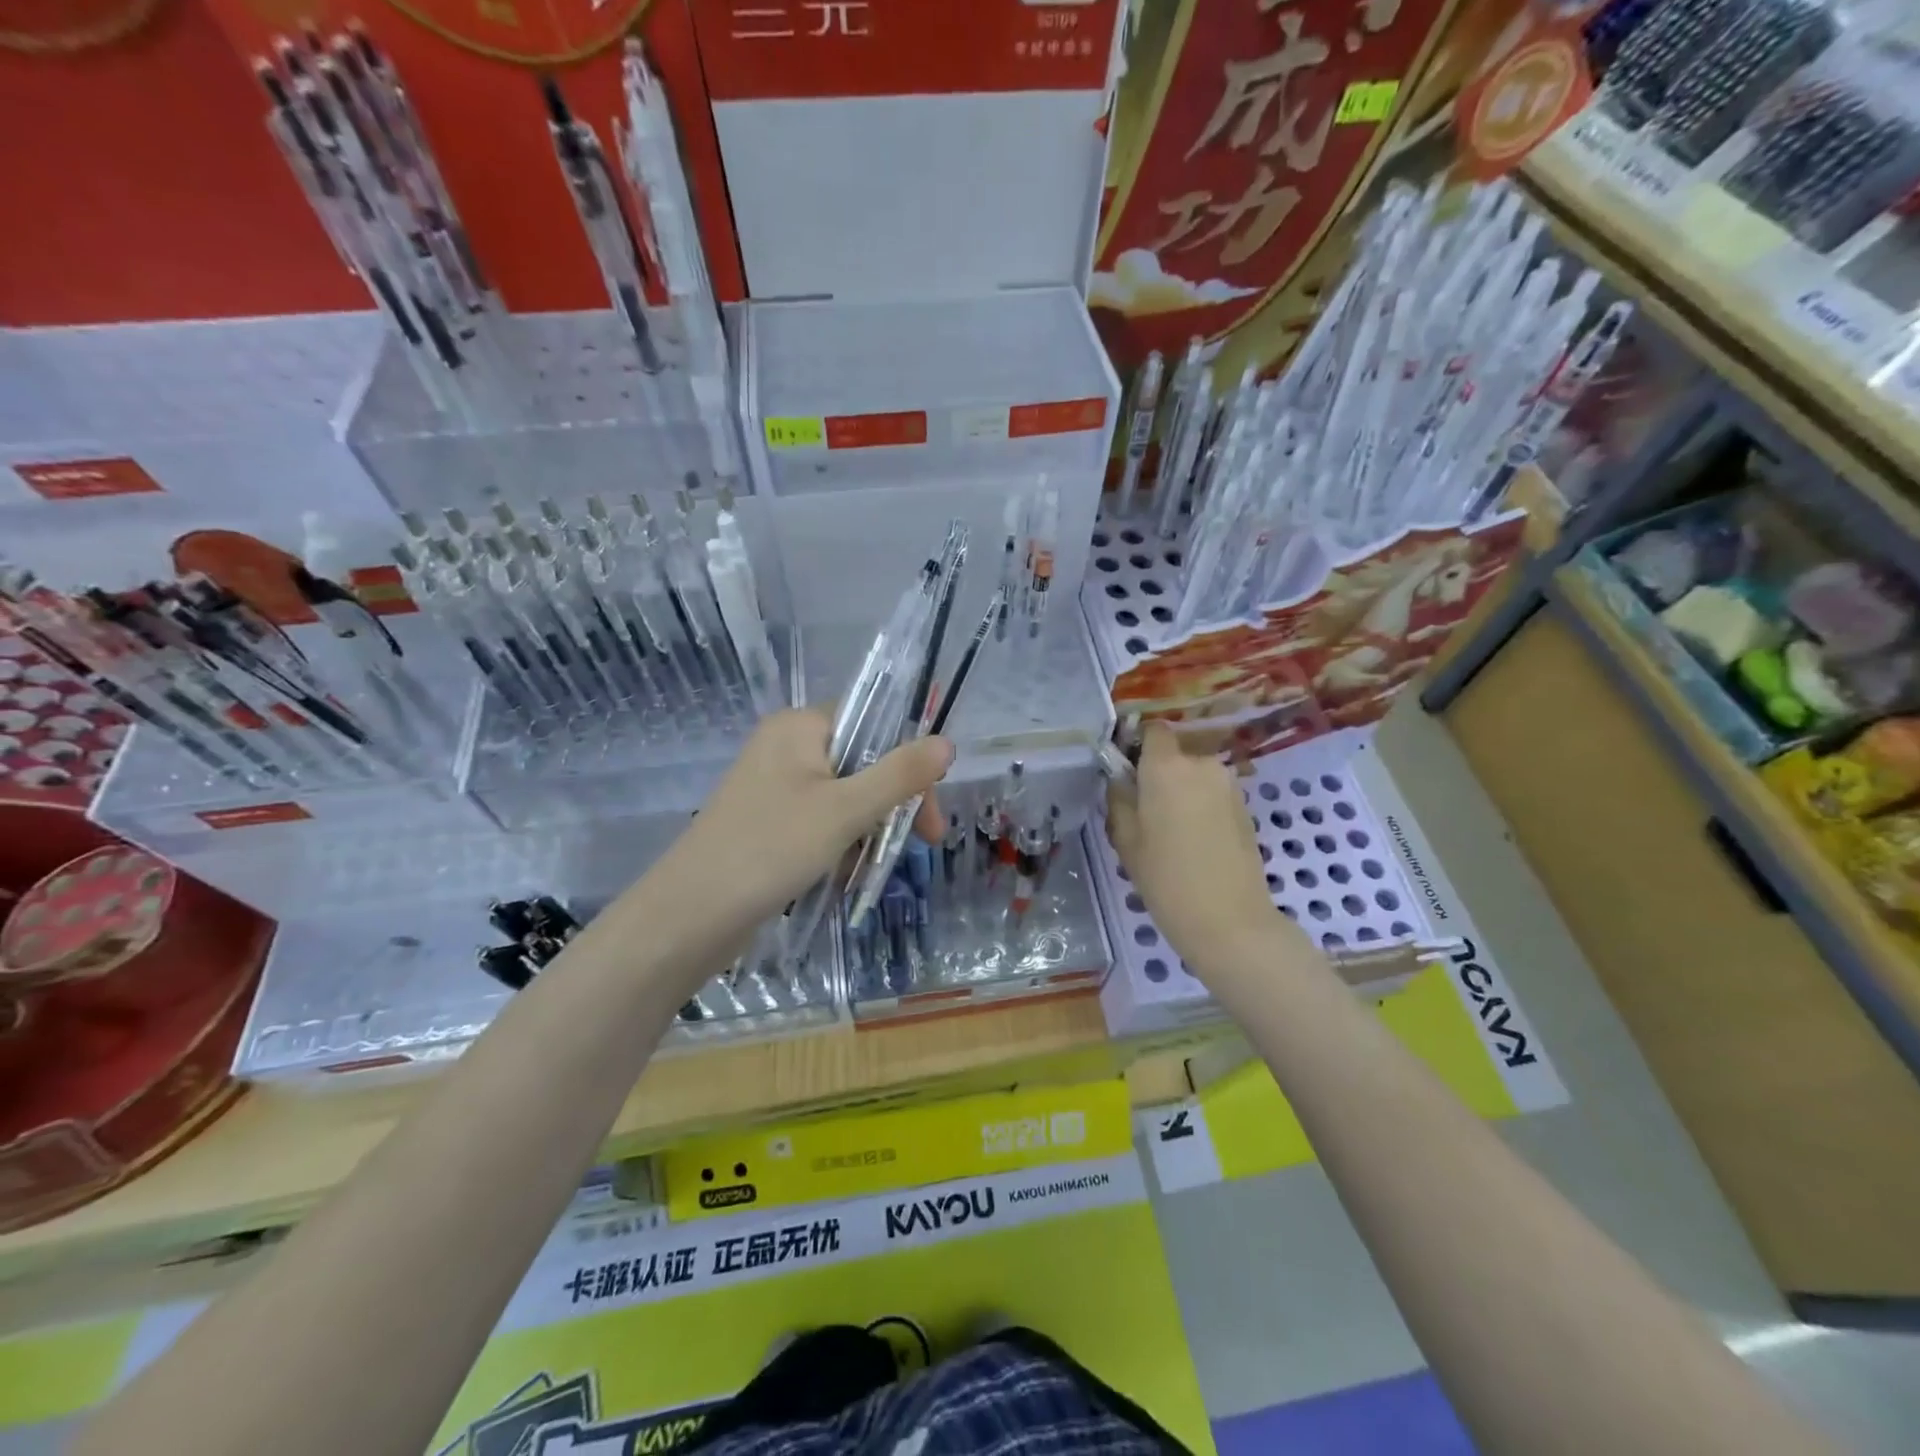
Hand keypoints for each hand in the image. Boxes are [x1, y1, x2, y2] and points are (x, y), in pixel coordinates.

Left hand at [628, 710, 951, 976]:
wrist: (690, 915)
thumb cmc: (771, 849)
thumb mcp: (846, 810)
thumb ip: (900, 775)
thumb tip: (947, 742)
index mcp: (800, 726)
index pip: (873, 722)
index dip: (909, 761)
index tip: (928, 810)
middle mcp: (786, 747)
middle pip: (863, 761)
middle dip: (893, 803)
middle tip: (922, 843)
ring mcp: (774, 786)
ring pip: (845, 796)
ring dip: (869, 829)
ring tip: (872, 867)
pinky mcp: (768, 821)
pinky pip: (821, 820)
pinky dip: (841, 843)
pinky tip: (845, 874)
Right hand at [1105, 723, 1306, 976]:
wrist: (1229, 920)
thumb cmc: (1166, 878)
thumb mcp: (1126, 839)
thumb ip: (1119, 798)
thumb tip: (1120, 778)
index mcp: (1166, 767)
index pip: (1154, 730)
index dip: (1138, 744)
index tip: (1126, 769)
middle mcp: (1201, 764)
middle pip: (1174, 754)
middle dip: (1158, 773)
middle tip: (1144, 809)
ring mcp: (1228, 785)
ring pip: (1194, 775)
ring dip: (1181, 791)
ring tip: (1169, 830)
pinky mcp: (1245, 807)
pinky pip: (1212, 794)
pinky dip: (1200, 806)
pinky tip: (1193, 840)